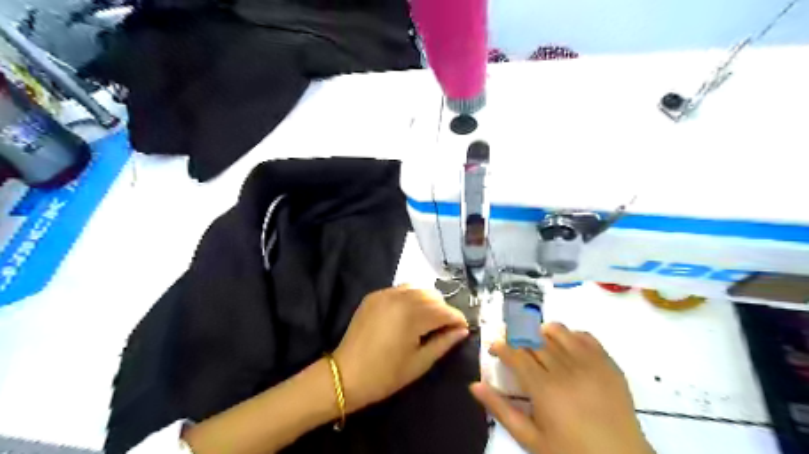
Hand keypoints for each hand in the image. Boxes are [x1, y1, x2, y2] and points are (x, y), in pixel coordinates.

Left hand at [333, 285, 467, 412]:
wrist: (345, 375)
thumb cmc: (385, 375)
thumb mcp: (419, 363)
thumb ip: (444, 343)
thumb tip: (462, 331)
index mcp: (413, 315)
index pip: (445, 311)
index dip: (457, 319)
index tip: (463, 328)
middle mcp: (401, 297)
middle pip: (433, 296)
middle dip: (443, 310)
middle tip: (444, 328)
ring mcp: (385, 293)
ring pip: (418, 289)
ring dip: (428, 301)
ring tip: (427, 319)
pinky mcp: (374, 295)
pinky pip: (401, 289)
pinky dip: (411, 297)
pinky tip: (408, 313)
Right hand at [472, 323, 652, 453]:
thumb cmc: (570, 452)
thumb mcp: (530, 438)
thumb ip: (501, 409)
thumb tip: (475, 385)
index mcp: (544, 389)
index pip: (515, 354)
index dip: (501, 346)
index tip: (494, 347)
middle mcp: (566, 370)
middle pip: (534, 339)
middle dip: (517, 336)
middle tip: (512, 344)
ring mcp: (590, 364)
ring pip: (558, 332)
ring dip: (542, 332)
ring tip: (537, 342)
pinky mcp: (608, 364)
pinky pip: (585, 337)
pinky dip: (571, 336)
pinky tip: (565, 347)